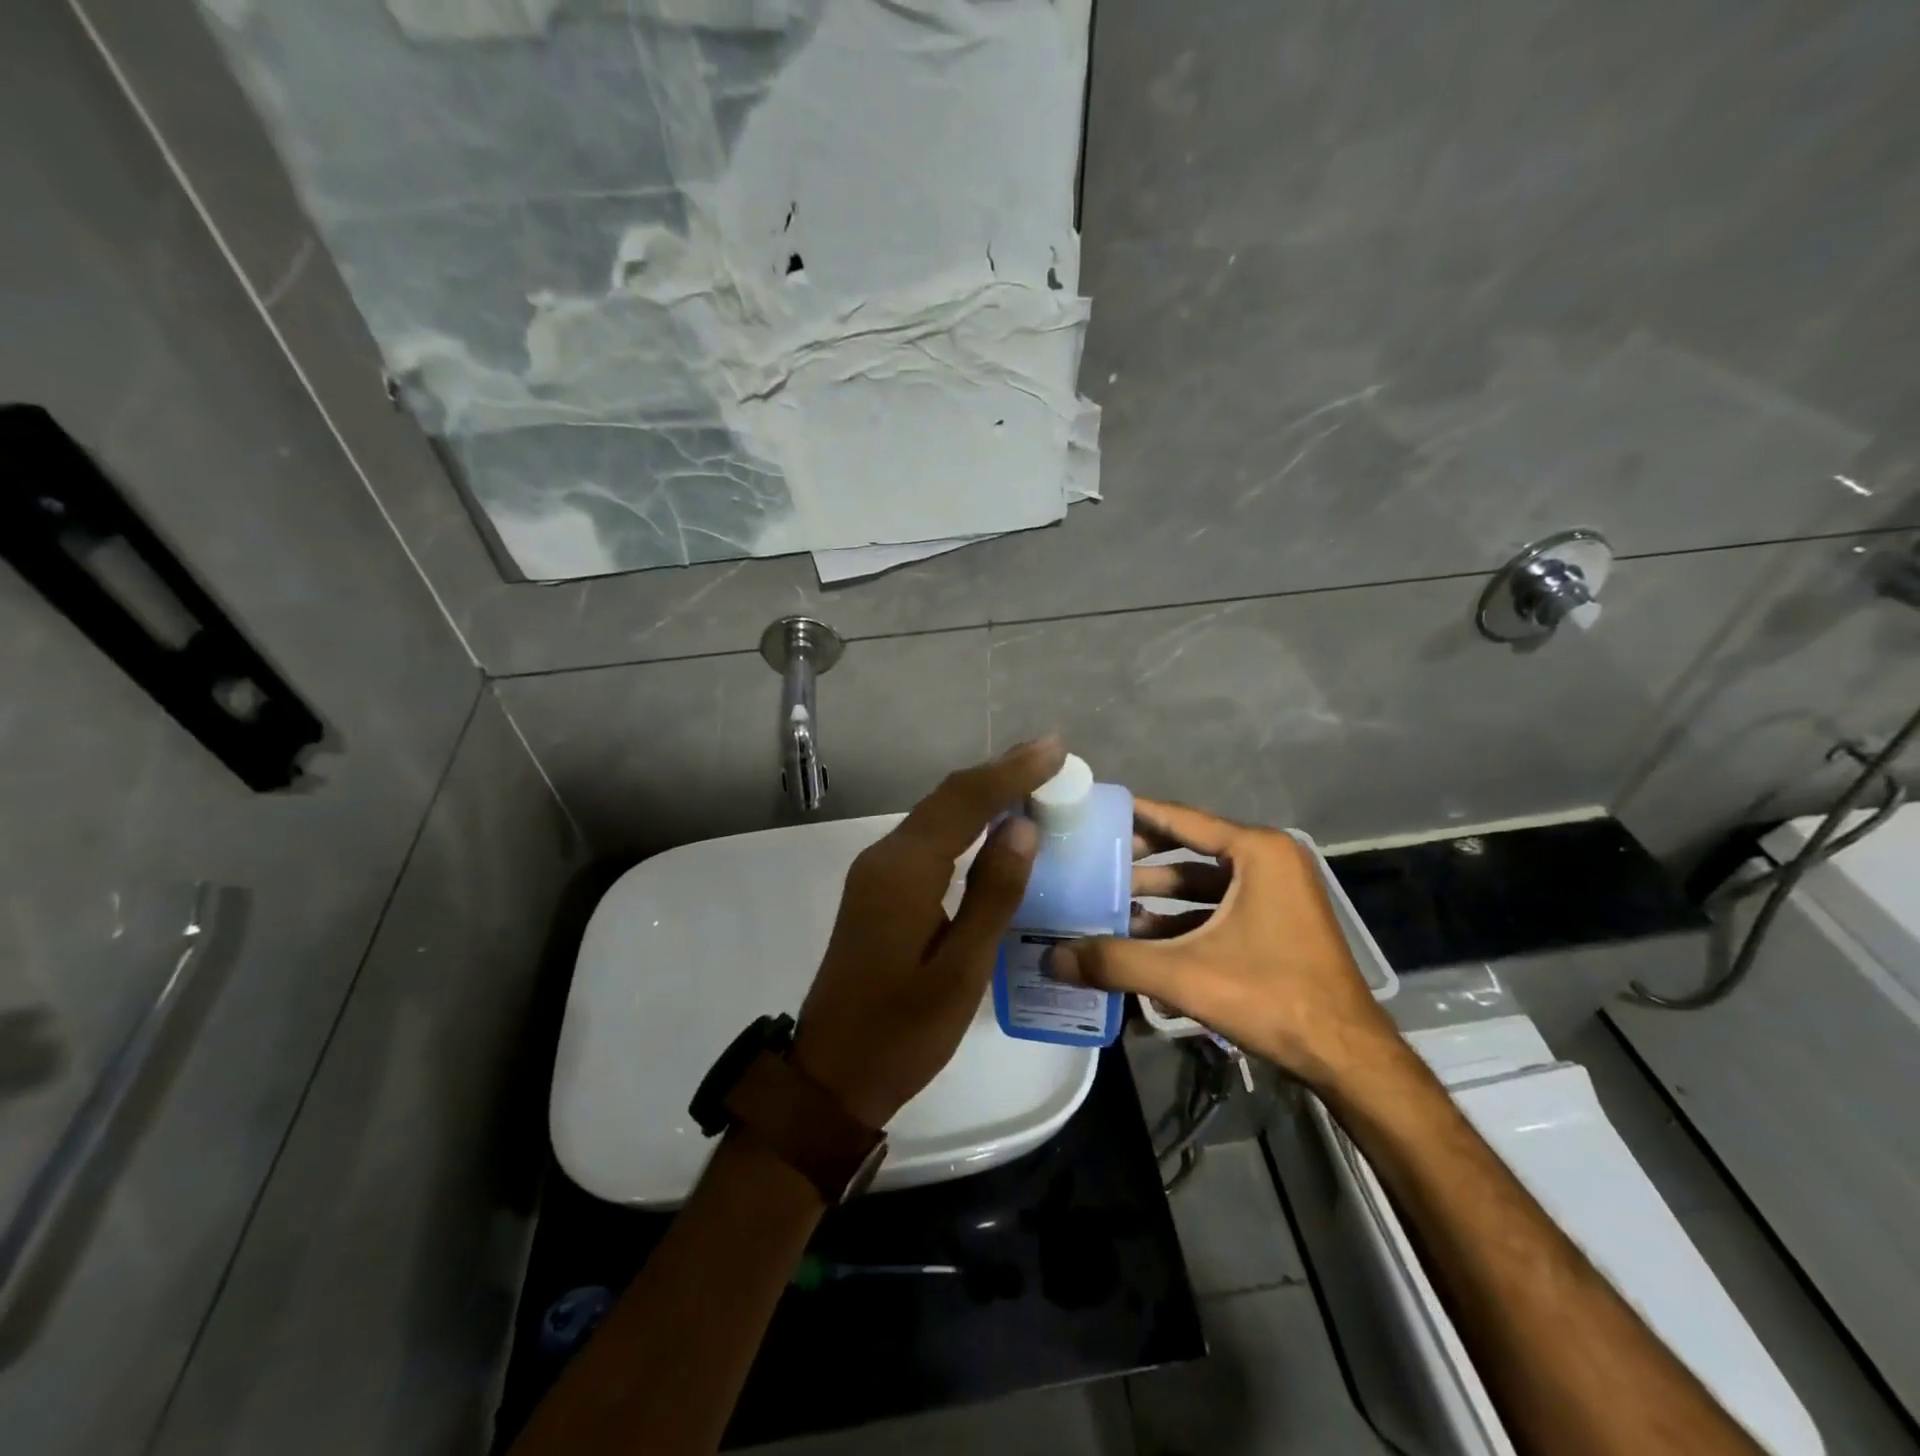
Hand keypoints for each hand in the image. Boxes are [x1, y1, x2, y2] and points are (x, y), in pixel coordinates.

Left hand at [789, 738, 1066, 1127]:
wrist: (831, 1075)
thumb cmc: (902, 1032)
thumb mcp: (961, 971)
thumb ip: (993, 895)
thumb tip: (1022, 826)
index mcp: (904, 872)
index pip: (964, 802)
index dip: (1011, 772)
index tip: (1055, 748)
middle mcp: (884, 858)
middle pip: (945, 798)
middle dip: (997, 772)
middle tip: (1048, 753)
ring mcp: (875, 873)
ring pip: (934, 814)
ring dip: (980, 793)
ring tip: (1029, 777)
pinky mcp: (877, 890)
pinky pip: (925, 838)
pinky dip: (962, 820)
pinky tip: (989, 825)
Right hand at [1046, 799, 1398, 1092]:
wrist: (1346, 1056)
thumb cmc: (1271, 996)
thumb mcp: (1185, 975)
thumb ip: (1115, 962)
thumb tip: (1051, 959)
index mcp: (1256, 852)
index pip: (1180, 819)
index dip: (1134, 814)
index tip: (1094, 810)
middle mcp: (1268, 860)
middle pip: (1189, 848)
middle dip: (1140, 859)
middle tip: (1092, 860)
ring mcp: (1276, 892)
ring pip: (1203, 883)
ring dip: (1158, 894)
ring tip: (1108, 902)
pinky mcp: (1277, 922)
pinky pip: (1218, 907)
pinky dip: (1182, 918)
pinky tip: (1143, 936)